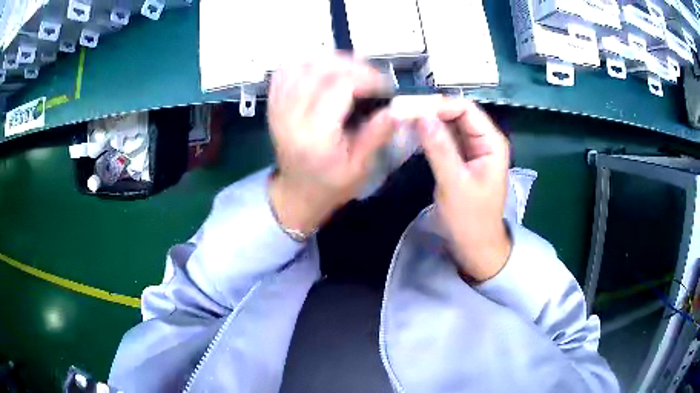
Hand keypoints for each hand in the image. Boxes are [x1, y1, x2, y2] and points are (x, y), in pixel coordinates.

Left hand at [268, 55, 394, 234]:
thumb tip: (398, 109)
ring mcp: (278, 107)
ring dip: (330, 60)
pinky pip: (286, 71)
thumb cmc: (331, 184)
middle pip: (319, 69)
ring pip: (301, 65)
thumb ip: (377, 135)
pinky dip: (307, 64)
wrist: (297, 192)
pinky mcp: (274, 103)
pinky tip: (324, 71)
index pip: (339, 87)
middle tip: (372, 76)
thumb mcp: (360, 167)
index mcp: (315, 135)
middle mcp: (292, 116)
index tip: (385, 86)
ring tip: (351, 71)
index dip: (366, 78)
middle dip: (352, 65)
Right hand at [417, 99, 511, 281]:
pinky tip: (413, 134)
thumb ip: (440, 148)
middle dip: (432, 111)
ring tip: (403, 120)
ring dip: (429, 121)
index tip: (411, 108)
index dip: (440, 105)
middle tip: (402, 113)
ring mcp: (473, 149)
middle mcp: (484, 140)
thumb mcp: (454, 183)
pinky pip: (445, 138)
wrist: (475, 245)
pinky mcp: (462, 158)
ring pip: (450, 124)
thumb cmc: (470, 218)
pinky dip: (430, 134)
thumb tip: (422, 115)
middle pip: (457, 114)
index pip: (466, 109)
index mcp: (491, 142)